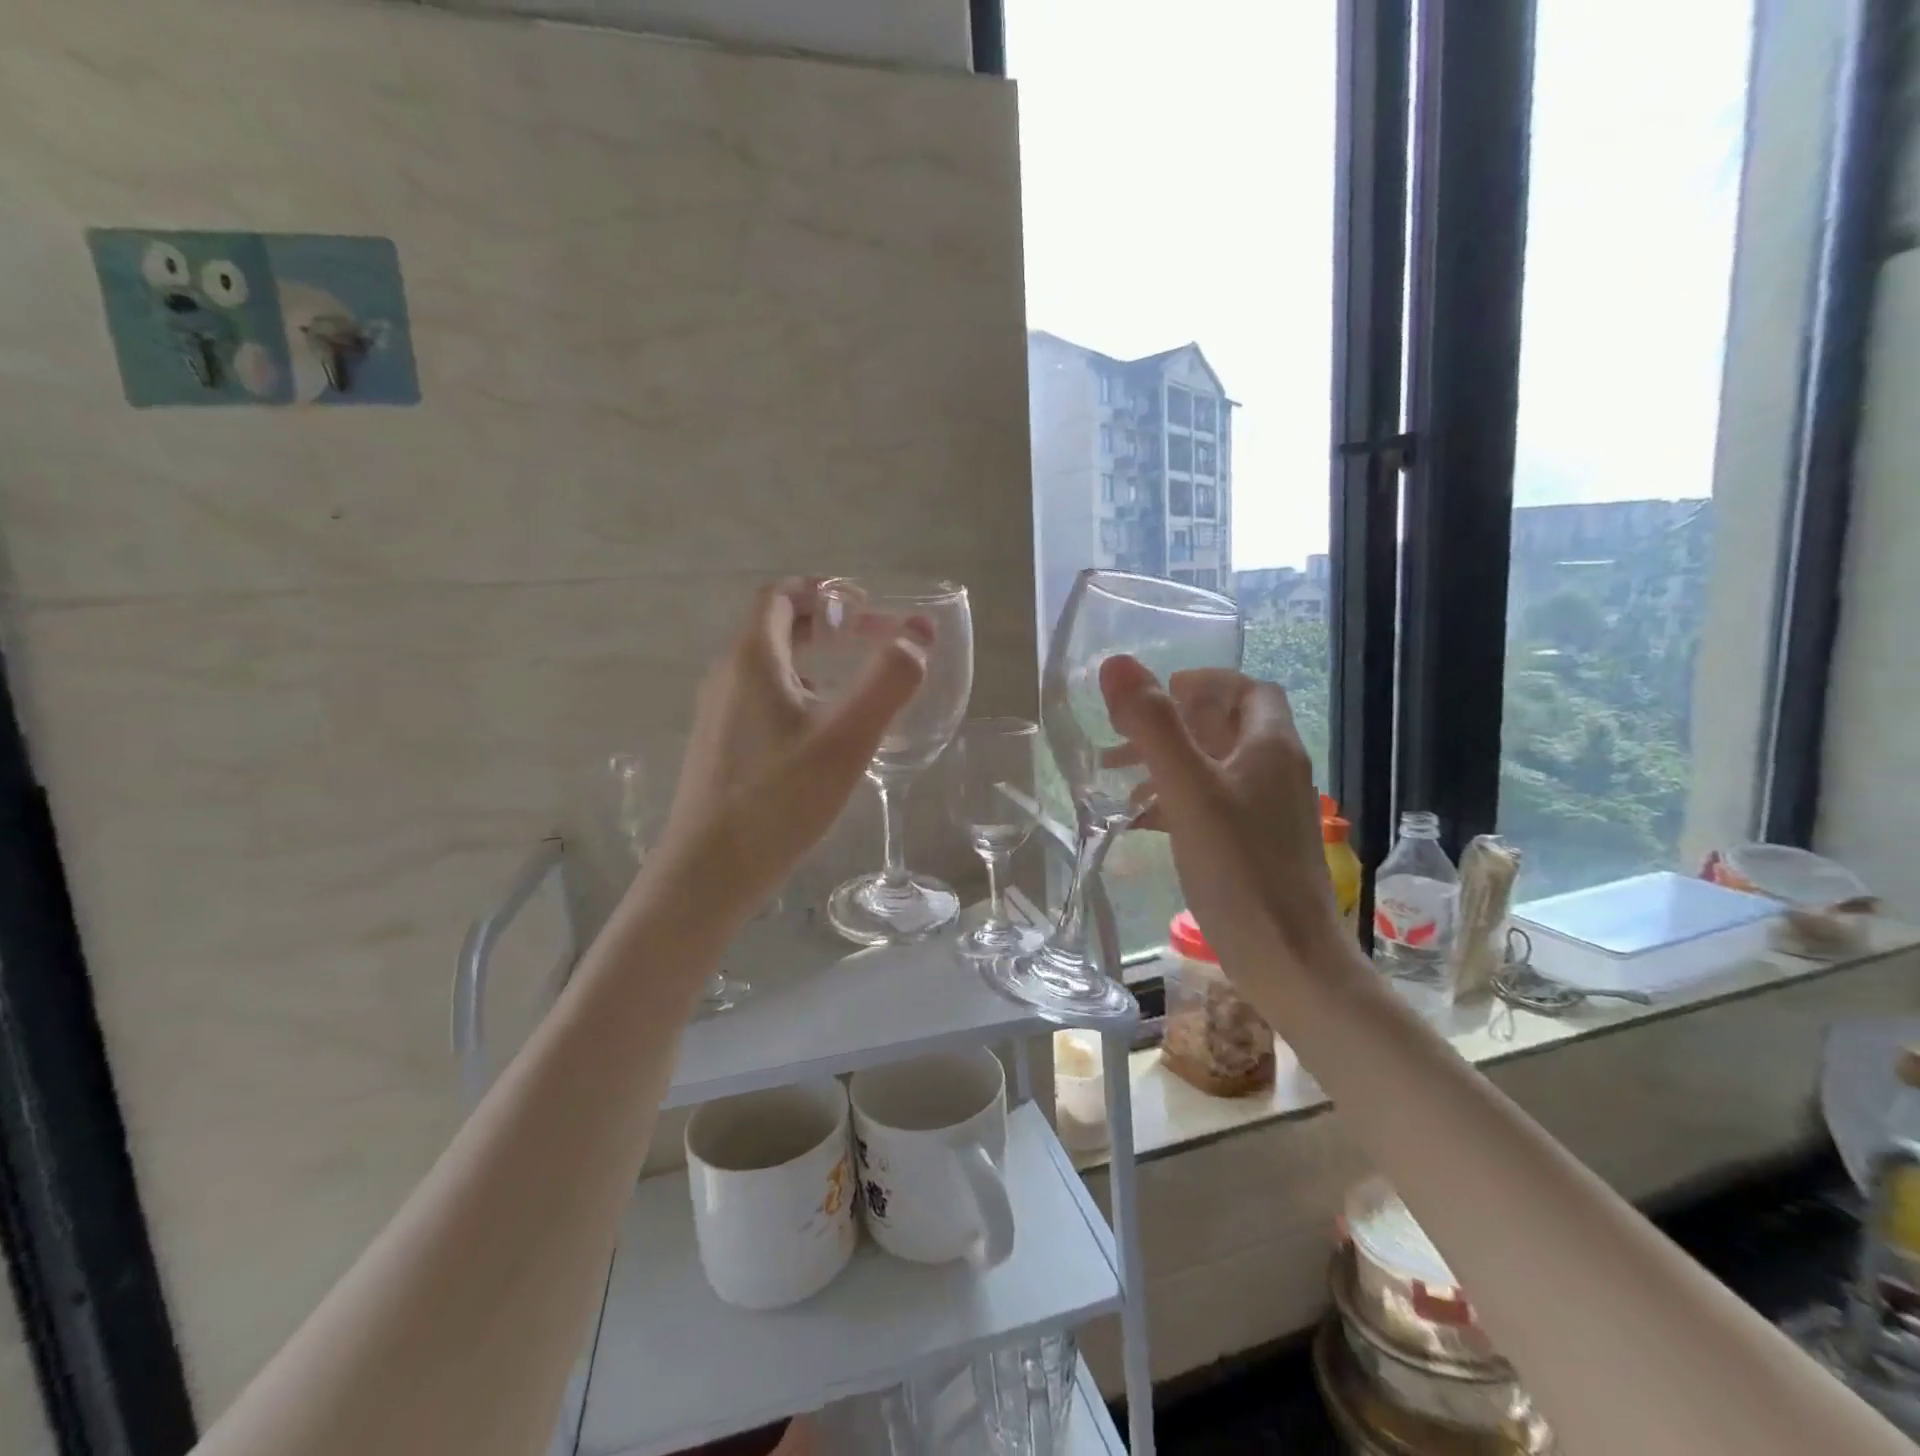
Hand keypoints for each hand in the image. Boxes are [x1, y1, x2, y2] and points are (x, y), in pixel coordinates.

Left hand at [650, 579, 927, 918]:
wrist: (709, 872)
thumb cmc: (779, 798)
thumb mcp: (848, 737)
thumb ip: (889, 680)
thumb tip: (919, 633)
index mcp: (751, 659)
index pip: (780, 595)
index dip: (824, 590)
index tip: (865, 606)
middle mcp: (727, 676)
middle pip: (775, 627)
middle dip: (826, 625)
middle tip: (872, 639)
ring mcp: (719, 714)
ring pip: (769, 667)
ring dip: (814, 660)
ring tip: (857, 683)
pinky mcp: (722, 747)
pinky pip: (763, 700)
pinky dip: (799, 693)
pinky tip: (826, 733)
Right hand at [1098, 656, 1342, 979]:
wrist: (1288, 961)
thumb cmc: (1239, 868)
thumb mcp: (1187, 790)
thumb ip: (1152, 726)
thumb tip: (1116, 664)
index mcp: (1270, 746)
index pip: (1247, 688)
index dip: (1203, 681)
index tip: (1157, 693)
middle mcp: (1276, 771)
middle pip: (1225, 726)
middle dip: (1171, 724)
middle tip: (1122, 735)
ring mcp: (1268, 811)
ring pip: (1214, 768)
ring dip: (1166, 763)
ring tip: (1115, 778)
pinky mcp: (1255, 845)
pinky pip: (1211, 805)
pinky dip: (1174, 800)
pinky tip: (1137, 821)